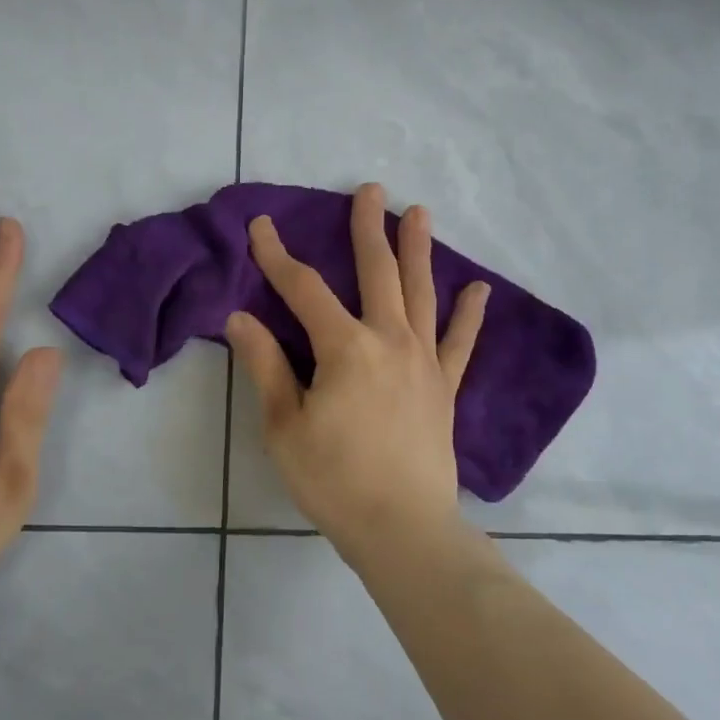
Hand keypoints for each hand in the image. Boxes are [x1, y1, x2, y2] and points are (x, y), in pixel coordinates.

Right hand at [226, 183, 488, 565]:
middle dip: (369, 228)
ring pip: (421, 292)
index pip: (304, 290)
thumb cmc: (335, 480)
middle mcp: (389, 340)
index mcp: (345, 348)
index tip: (261, 226)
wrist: (403, 530)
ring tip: (419, 213)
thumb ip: (266, 366)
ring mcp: (424, 361)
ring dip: (418, 250)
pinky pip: (460, 342)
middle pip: (378, 272)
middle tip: (370, 190)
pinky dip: (470, 314)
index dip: (278, 256)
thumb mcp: (285, 426)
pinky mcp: (445, 386)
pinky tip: (479, 288)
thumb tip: (240, 318)